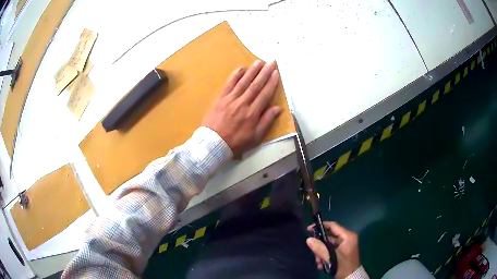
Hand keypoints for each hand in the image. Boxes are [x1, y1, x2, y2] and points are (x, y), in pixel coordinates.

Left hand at [202, 60, 281, 157]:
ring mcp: (231, 99)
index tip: (276, 73)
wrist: (213, 143)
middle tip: (271, 62)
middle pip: (256, 85)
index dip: (271, 83)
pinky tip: (241, 69)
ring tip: (259, 62)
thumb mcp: (255, 137)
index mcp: (253, 113)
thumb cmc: (236, 142)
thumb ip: (266, 121)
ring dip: (252, 71)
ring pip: (243, 82)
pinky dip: (235, 75)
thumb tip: (277, 108)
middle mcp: (243, 103)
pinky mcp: (220, 98)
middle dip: (264, 73)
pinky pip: (229, 84)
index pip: (265, 94)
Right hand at [306, 222, 360, 278]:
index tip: (309, 229)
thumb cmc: (343, 266)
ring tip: (319, 262)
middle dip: (320, 246)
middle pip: (328, 237)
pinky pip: (330, 250)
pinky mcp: (341, 252)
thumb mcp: (331, 258)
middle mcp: (346, 239)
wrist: (350, 277)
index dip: (321, 226)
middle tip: (314, 253)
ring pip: (327, 245)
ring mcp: (344, 245)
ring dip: (321, 253)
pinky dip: (324, 256)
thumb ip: (320, 248)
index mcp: (347, 236)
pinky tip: (321, 265)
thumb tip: (308, 239)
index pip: (333, 226)